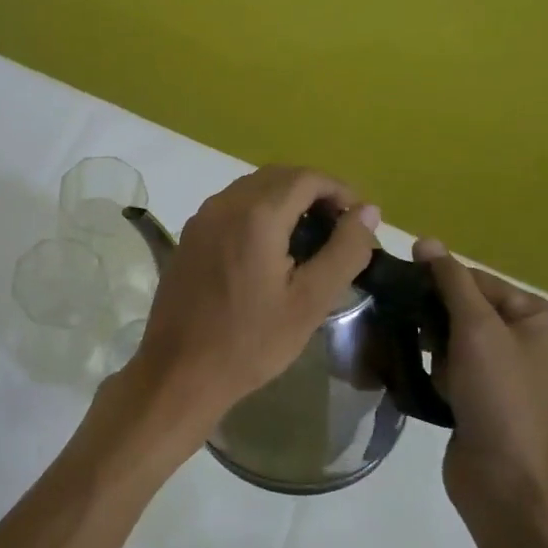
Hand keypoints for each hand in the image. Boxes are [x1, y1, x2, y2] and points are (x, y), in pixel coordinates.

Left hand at [121, 166, 379, 457]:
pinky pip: (230, 207)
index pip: (306, 178)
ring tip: (309, 238)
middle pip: (277, 177)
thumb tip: (367, 212)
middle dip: (313, 192)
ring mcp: (201, 219)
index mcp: (256, 215)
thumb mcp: (310, 301)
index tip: (358, 220)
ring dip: (284, 200)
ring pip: (252, 189)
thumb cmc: (251, 341)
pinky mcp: (189, 236)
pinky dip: (258, 212)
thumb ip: (344, 251)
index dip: (339, 190)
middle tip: (338, 228)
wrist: (180, 371)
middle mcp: (224, 204)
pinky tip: (270, 249)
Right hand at [413, 239, 547, 537]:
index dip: (436, 282)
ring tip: (397, 344)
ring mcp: (501, 372)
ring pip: (449, 339)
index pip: (476, 281)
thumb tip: (425, 240)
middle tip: (394, 317)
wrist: (507, 481)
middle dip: (429, 315)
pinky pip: (446, 367)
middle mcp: (524, 339)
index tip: (396, 286)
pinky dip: (428, 368)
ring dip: (425, 343)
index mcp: (538, 316)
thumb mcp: (478, 329)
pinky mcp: (478, 398)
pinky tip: (409, 372)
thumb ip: (450, 282)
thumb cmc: (500, 396)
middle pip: (462, 308)